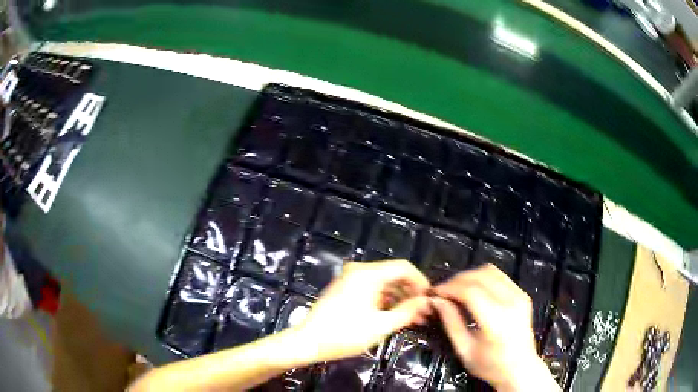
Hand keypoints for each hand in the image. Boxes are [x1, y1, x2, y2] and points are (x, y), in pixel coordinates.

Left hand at [293, 260, 430, 362]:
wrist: (308, 341)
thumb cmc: (345, 334)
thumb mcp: (381, 326)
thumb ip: (407, 311)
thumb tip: (424, 301)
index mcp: (368, 274)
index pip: (403, 267)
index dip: (420, 281)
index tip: (430, 298)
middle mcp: (359, 271)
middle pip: (393, 275)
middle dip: (410, 293)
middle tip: (423, 312)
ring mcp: (349, 279)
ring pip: (383, 284)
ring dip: (398, 299)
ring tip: (413, 319)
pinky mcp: (344, 289)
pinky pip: (371, 290)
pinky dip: (384, 302)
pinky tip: (394, 317)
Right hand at [431, 264, 559, 391]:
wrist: (520, 369)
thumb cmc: (490, 365)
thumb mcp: (464, 349)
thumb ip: (451, 322)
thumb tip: (437, 301)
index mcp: (496, 320)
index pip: (470, 292)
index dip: (449, 288)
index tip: (434, 292)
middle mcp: (511, 302)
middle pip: (480, 276)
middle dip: (457, 280)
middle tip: (443, 291)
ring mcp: (519, 295)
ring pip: (490, 271)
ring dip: (470, 276)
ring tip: (456, 289)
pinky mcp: (522, 294)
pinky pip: (500, 276)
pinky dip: (482, 278)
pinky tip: (473, 290)